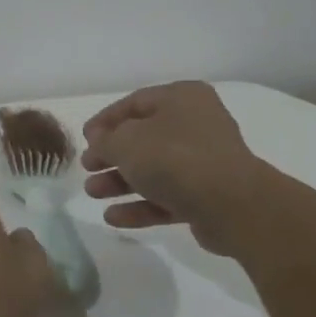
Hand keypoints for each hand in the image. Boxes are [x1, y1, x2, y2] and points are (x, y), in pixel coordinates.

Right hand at [81, 82, 265, 256]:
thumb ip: (105, 140)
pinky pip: (166, 197)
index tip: (84, 139)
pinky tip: (113, 217)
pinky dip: (140, 205)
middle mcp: (196, 125)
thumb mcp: (126, 142)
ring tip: (93, 194)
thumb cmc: (174, 158)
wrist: (232, 205)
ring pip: (154, 170)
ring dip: (120, 182)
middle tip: (87, 168)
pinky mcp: (207, 196)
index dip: (105, 121)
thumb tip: (99, 140)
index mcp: (181, 99)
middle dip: (111, 156)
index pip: (134, 103)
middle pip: (143, 138)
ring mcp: (204, 162)